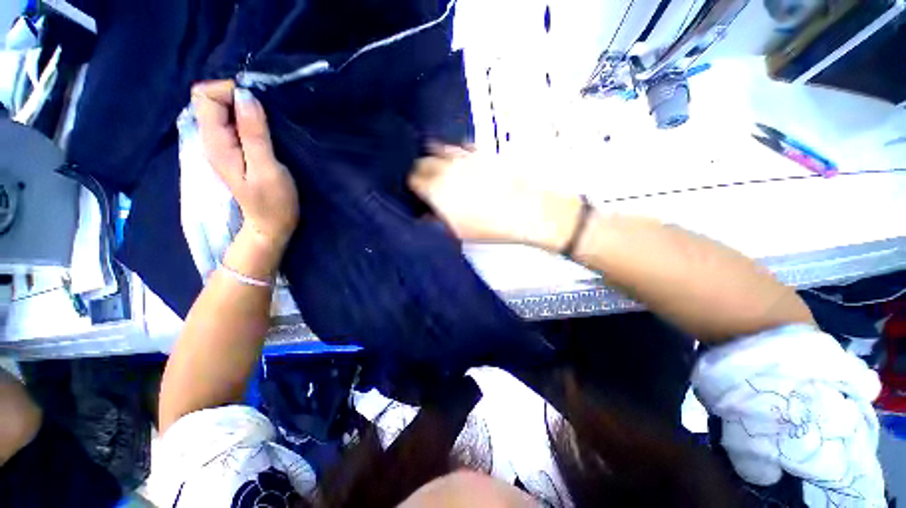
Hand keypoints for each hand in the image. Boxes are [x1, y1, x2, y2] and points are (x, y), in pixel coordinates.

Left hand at [192, 80, 299, 250]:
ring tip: (270, 121)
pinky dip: (249, 118)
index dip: (230, 91)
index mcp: (215, 143)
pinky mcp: (234, 151)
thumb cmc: (273, 203)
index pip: (205, 96)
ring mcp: (222, 146)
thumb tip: (245, 96)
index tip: (259, 103)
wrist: (270, 226)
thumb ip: (254, 134)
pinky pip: (234, 122)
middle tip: (268, 112)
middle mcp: (212, 140)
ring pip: (223, 110)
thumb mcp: (267, 169)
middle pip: (211, 100)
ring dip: (245, 108)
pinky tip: (265, 129)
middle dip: (238, 97)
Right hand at [408, 145, 581, 250]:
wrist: (526, 211)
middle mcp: (447, 167)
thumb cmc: (489, 226)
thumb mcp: (457, 231)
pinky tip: (463, 161)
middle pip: (423, 160)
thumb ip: (437, 219)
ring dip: (437, 157)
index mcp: (437, 188)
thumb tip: (428, 213)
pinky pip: (463, 145)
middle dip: (422, 170)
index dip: (413, 185)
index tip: (418, 192)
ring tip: (443, 169)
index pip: (413, 178)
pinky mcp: (483, 152)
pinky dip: (458, 152)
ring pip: (441, 148)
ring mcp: (465, 156)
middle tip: (428, 182)